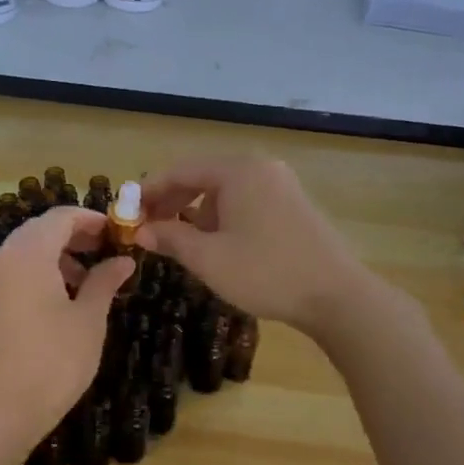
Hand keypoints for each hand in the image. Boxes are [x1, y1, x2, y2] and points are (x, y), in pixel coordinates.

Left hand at [0, 207, 134, 453]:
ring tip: (84, 285)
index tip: (116, 233)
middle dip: (73, 237)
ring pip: (21, 254)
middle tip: (105, 254)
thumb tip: (123, 261)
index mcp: (27, 254)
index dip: (91, 219)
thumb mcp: (88, 320)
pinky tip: (54, 305)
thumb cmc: (54, 362)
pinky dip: (33, 276)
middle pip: (38, 232)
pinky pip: (8, 275)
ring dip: (53, 258)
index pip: (60, 217)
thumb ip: (105, 281)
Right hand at [135, 158, 369, 339]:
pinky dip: (222, 217)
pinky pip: (245, 201)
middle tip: (147, 227)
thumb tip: (141, 231)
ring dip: (196, 212)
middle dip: (172, 201)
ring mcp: (280, 185)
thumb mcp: (208, 258)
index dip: (149, 191)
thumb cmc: (265, 272)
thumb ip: (170, 238)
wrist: (336, 296)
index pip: (180, 170)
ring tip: (178, 240)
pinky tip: (214, 243)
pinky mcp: (292, 205)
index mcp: (238, 171)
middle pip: (203, 177)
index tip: (126, 212)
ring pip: (224, 191)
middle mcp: (260, 168)